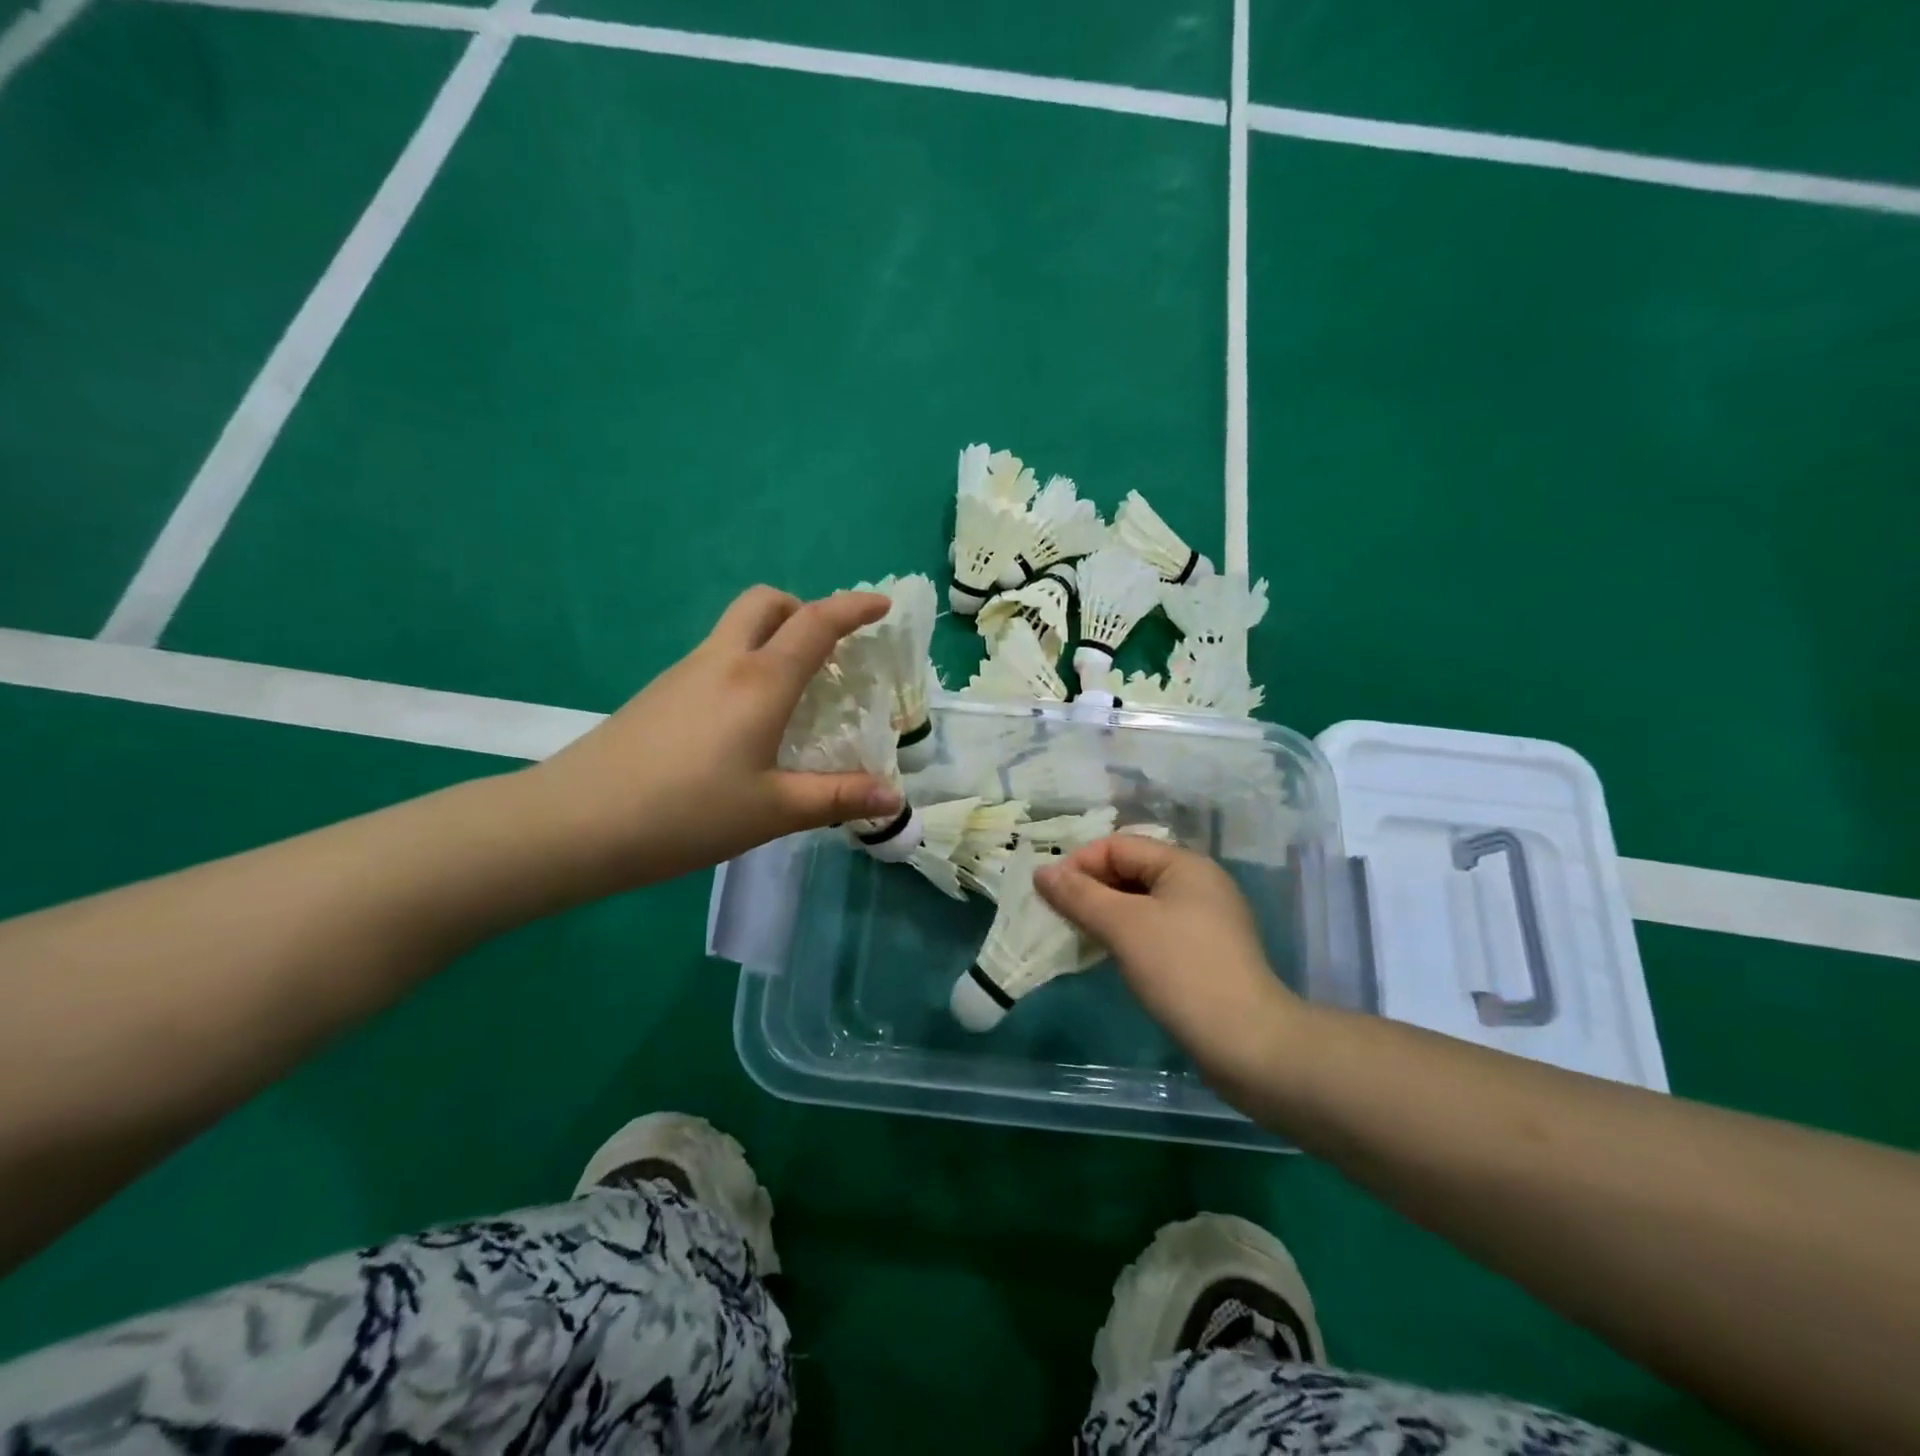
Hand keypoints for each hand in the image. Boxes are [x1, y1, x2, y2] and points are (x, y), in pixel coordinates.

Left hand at [524, 586, 902, 889]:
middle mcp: (723, 662)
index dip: (854, 607)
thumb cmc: (686, 813)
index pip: (816, 623)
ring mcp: (684, 673)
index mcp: (760, 681)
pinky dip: (744, 665)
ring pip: (736, 629)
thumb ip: (838, 798)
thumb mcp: (773, 811)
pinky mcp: (658, 693)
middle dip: (803, 610)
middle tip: (826, 652)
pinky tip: (744, 722)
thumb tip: (896, 798)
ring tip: (793, 695)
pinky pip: (714, 658)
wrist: (574, 823)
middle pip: (766, 603)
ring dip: (772, 638)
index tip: (882, 607)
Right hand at [1036, 835, 1306, 1098]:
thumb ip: (1079, 895)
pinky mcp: (1204, 952)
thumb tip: (1041, 871)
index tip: (1047, 894)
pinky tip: (1108, 954)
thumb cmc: (1181, 971)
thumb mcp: (1123, 926)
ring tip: (1075, 935)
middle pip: (1130, 870)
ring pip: (1140, 902)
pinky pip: (1154, 928)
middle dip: (1090, 889)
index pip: (1118, 846)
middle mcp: (1198, 882)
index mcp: (1184, 864)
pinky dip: (1126, 934)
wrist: (1247, 1044)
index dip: (1079, 864)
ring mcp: (1205, 919)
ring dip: (1105, 913)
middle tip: (1056, 915)